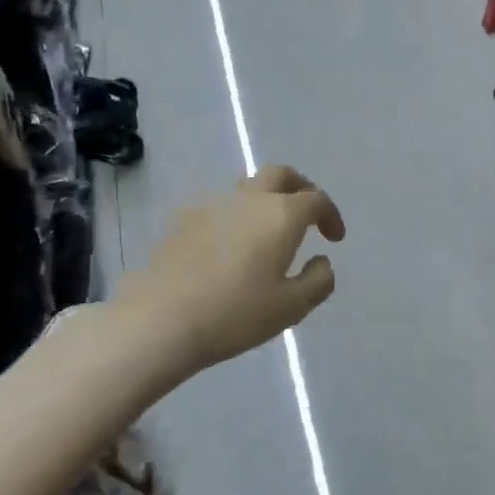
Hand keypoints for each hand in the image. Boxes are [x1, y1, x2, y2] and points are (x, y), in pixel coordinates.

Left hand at [116, 166, 345, 372]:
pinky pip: (218, 206)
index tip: (334, 239)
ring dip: (265, 200)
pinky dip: (235, 216)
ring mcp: (211, 205)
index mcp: (281, 215)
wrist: (160, 319)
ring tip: (267, 231)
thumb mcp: (292, 307)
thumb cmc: (235, 314)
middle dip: (300, 188)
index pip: (316, 199)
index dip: (331, 215)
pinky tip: (229, 246)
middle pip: (280, 174)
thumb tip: (321, 261)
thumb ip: (318, 280)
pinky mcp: (182, 219)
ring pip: (247, 187)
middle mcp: (248, 199)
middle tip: (307, 214)